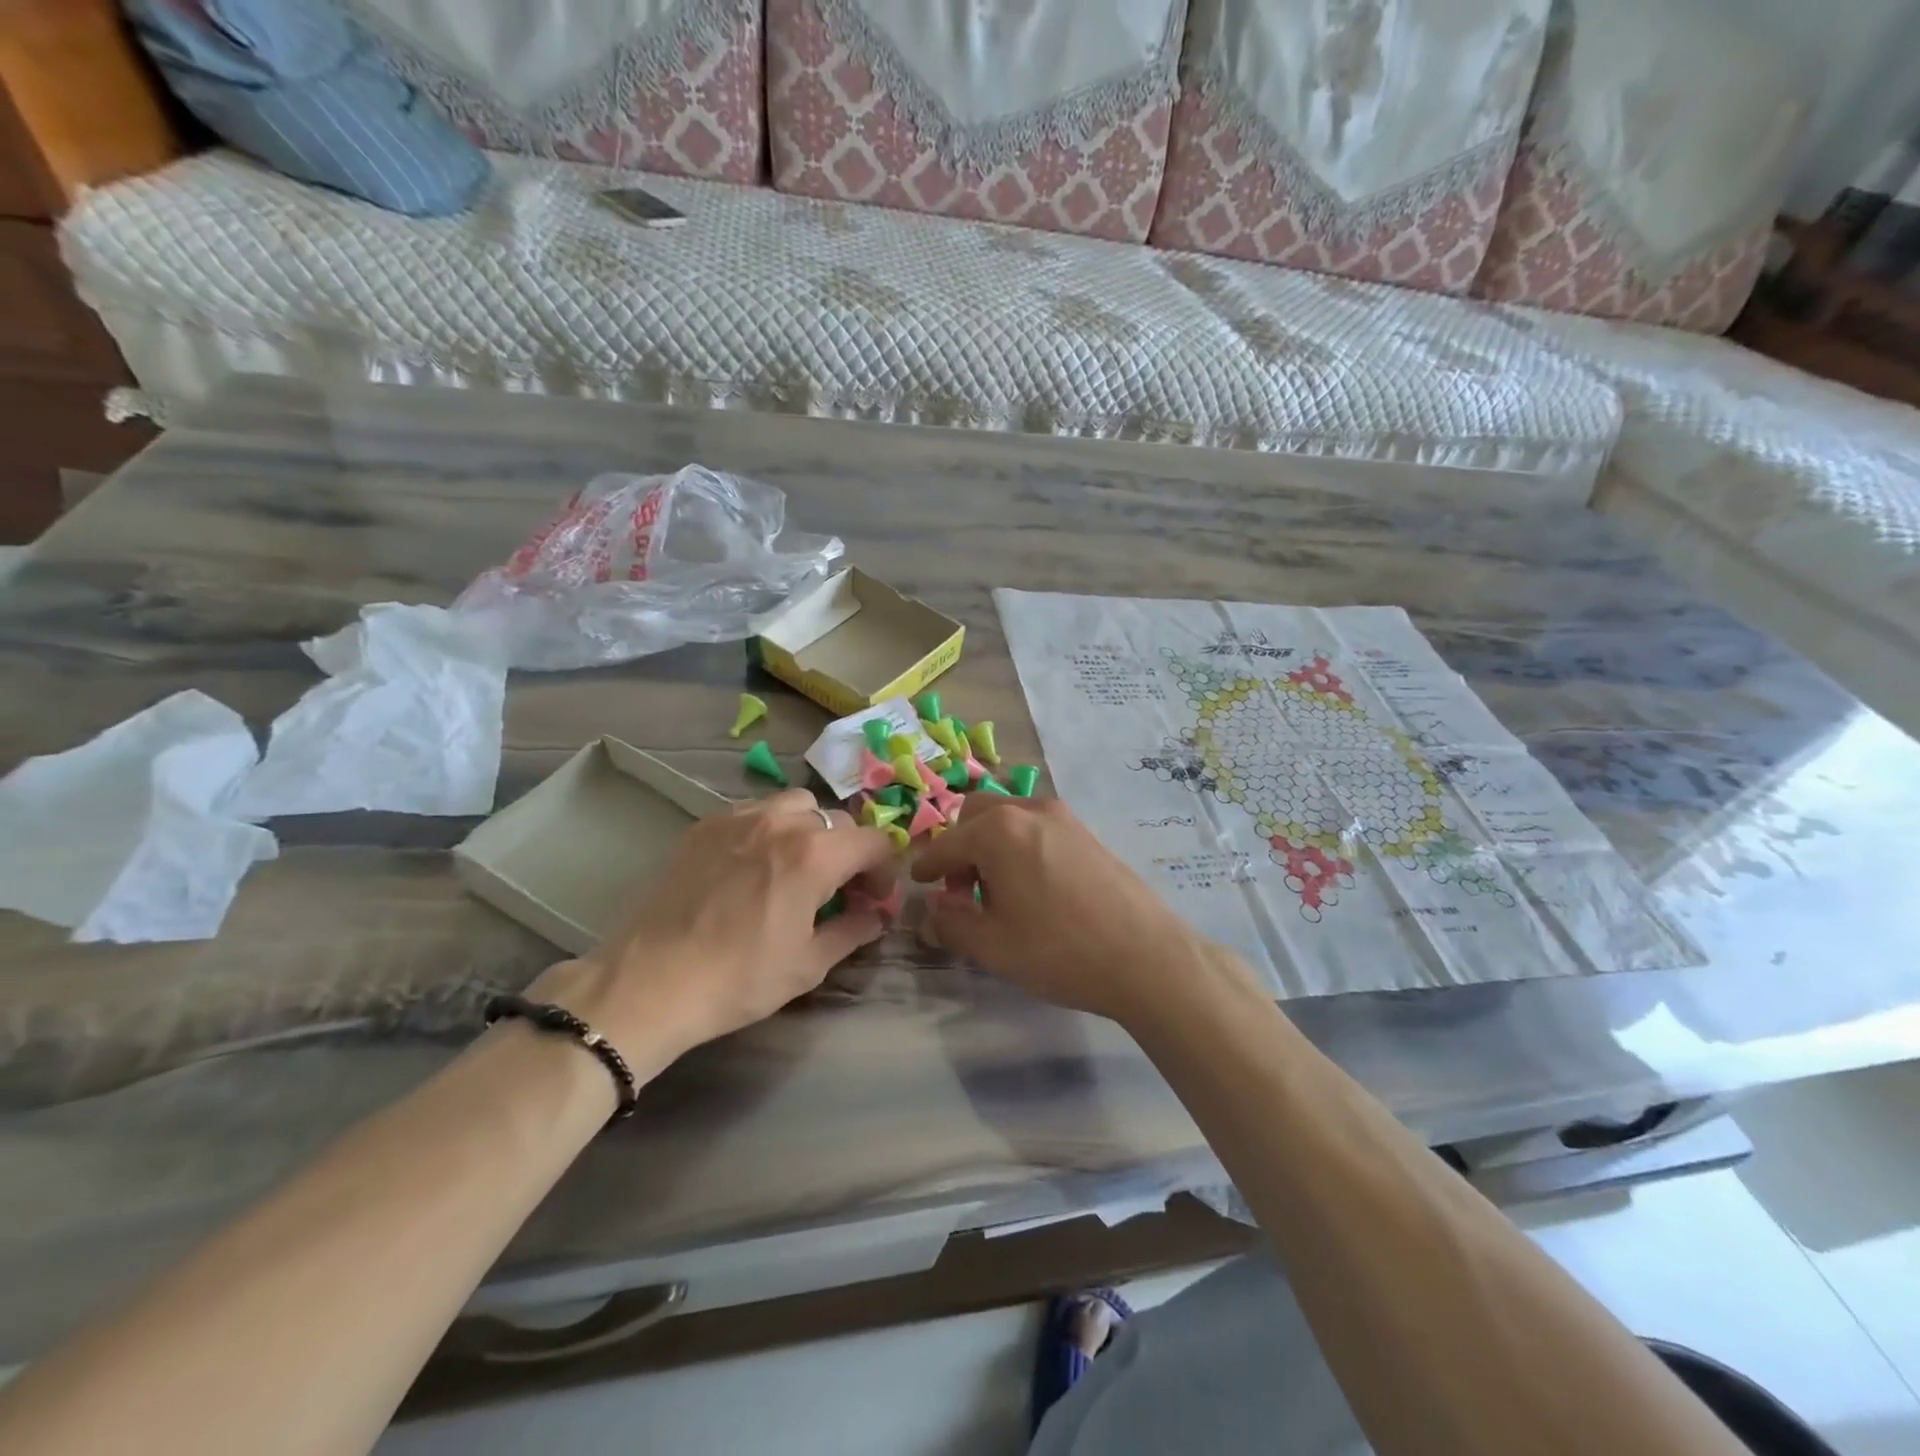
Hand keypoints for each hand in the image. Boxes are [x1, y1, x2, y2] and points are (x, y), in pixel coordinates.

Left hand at [528, 790, 895, 1067]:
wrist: (650, 982)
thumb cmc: (739, 978)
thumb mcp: (808, 965)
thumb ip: (852, 932)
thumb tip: (875, 917)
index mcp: (815, 854)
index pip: (874, 841)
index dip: (884, 870)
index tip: (874, 899)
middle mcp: (782, 821)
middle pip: (837, 821)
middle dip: (849, 852)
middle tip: (839, 890)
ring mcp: (739, 817)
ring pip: (795, 805)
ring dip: (810, 831)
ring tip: (796, 868)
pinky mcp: (704, 825)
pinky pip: (754, 811)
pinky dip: (769, 829)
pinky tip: (753, 865)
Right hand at [909, 796, 1229, 1026]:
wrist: (1147, 957)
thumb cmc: (1059, 950)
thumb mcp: (992, 946)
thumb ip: (951, 924)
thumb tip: (932, 911)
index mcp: (998, 831)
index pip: (946, 844)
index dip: (927, 866)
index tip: (918, 883)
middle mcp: (1029, 810)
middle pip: (976, 815)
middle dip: (960, 848)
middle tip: (963, 892)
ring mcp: (1063, 818)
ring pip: (1009, 817)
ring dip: (990, 844)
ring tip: (998, 892)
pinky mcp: (1087, 833)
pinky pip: (1037, 827)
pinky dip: (1019, 845)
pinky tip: (1032, 887)